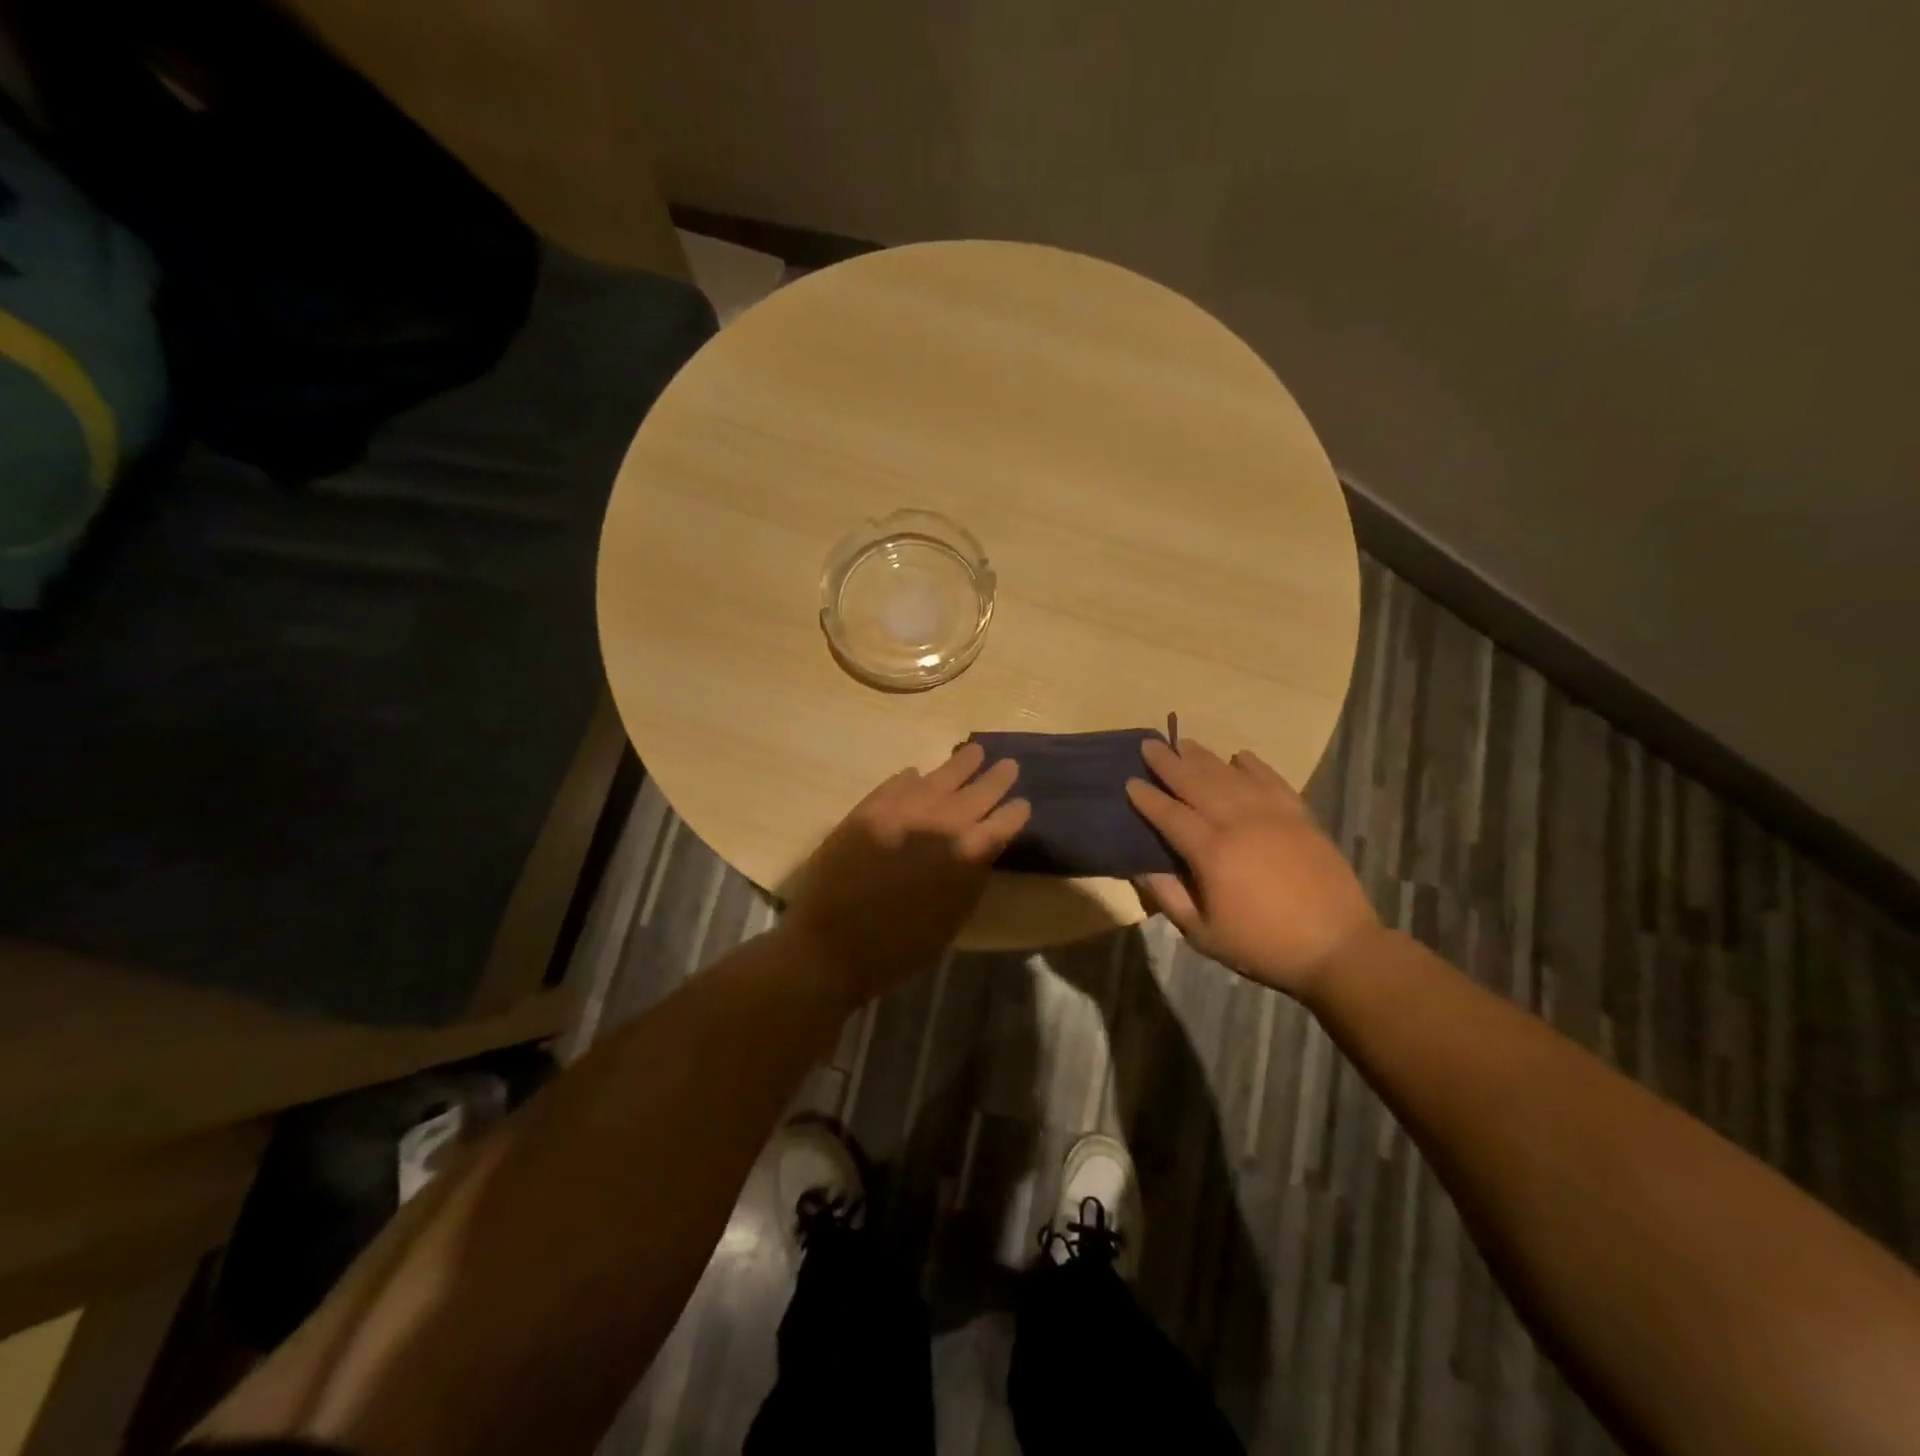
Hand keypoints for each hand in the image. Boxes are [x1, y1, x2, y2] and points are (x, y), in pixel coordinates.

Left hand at [781, 743, 1030, 1004]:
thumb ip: (969, 876)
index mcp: (967, 854)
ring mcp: (903, 810)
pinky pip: (898, 784)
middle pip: (977, 792)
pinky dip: (912, 779)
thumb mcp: (953, 918)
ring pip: (940, 777)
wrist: (833, 945)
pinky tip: (918, 775)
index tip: (1021, 804)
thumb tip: (977, 848)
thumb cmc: (901, 946)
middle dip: (996, 779)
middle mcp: (940, 823)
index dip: (1015, 812)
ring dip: (960, 765)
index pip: (1003, 823)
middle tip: (1008, 765)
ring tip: (973, 752)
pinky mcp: (870, 808)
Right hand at [1126, 738, 1377, 999]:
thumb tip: (1141, 869)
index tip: (1130, 781)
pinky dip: (1254, 765)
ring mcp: (1272, 815)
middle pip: (1196, 783)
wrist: (1338, 948)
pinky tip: (1240, 755)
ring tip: (1184, 742)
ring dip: (1204, 757)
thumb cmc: (1263, 946)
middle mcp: (1238, 823)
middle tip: (1150, 744)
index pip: (1170, 815)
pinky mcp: (1300, 817)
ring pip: (1230, 775)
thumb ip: (1170, 897)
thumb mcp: (1203, 934)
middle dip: (1169, 763)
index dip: (1147, 798)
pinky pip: (1272, 780)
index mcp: (1211, 852)